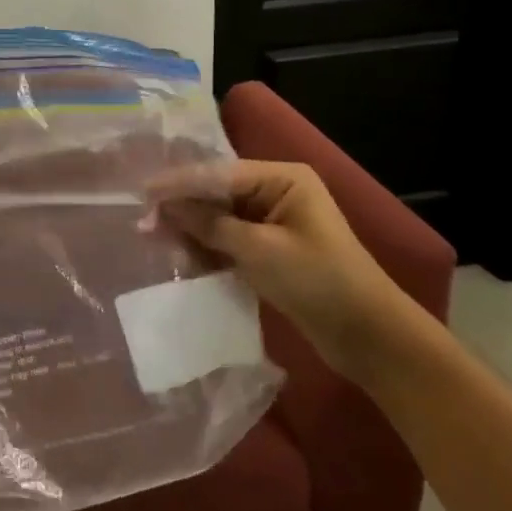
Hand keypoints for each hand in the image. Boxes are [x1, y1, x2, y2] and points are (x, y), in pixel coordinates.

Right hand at [148, 161, 415, 380]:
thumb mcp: (259, 250)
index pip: (219, 173)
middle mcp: (277, 192)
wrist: (369, 337)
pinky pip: (230, 240)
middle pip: (217, 193)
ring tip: (155, 239)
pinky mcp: (271, 250)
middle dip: (182, 208)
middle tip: (143, 222)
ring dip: (191, 230)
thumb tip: (164, 208)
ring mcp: (274, 222)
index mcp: (282, 178)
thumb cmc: (318, 282)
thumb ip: (209, 225)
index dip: (179, 183)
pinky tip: (182, 256)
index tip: (142, 193)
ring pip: (220, 218)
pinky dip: (208, 248)